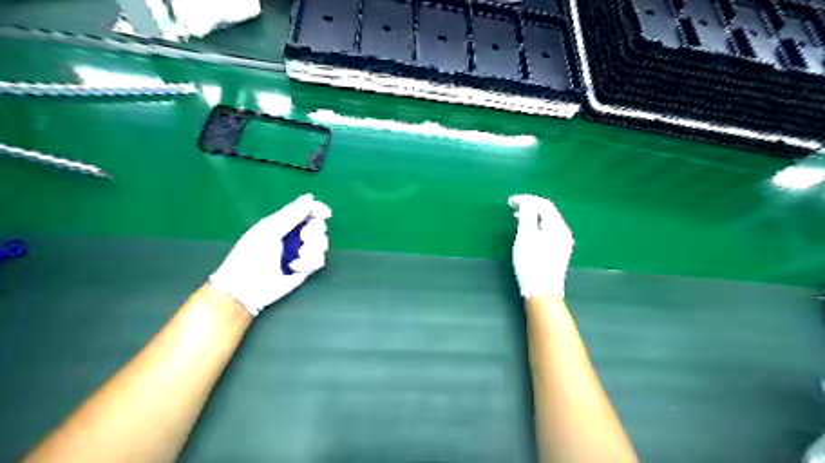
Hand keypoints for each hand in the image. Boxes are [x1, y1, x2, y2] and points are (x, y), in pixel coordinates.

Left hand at [210, 193, 330, 316]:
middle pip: (318, 226)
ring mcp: (301, 252)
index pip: (307, 211)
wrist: (247, 288)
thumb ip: (291, 214)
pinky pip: (319, 260)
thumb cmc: (251, 255)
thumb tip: (309, 197)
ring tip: (298, 257)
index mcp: (284, 223)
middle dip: (314, 232)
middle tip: (303, 239)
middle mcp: (295, 236)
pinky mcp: (306, 268)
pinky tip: (295, 268)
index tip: (325, 214)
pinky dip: (309, 263)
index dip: (318, 210)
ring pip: (322, 243)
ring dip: (312, 249)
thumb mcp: (269, 230)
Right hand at [510, 194, 574, 298]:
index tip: (509, 201)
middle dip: (530, 206)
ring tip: (517, 217)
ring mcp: (562, 242)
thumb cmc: (531, 263)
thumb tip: (526, 202)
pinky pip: (547, 230)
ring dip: (532, 215)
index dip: (527, 199)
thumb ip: (526, 216)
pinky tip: (527, 231)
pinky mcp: (558, 251)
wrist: (542, 292)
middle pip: (548, 211)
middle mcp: (564, 232)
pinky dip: (536, 225)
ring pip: (547, 221)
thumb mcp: (525, 237)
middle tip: (512, 206)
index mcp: (558, 227)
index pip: (544, 204)